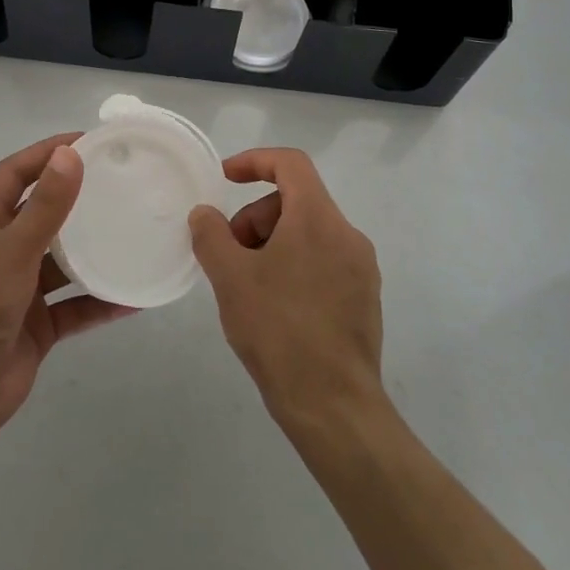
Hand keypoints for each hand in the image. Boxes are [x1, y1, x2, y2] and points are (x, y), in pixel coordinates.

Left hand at [0, 135, 134, 444]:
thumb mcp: (14, 248)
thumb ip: (46, 204)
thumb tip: (71, 153)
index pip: (16, 172)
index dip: (46, 152)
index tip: (88, 141)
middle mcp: (2, 250)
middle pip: (43, 213)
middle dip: (77, 198)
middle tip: (120, 183)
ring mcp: (20, 289)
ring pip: (64, 261)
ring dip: (94, 250)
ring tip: (134, 232)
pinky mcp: (37, 324)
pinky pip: (76, 306)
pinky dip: (102, 301)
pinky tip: (136, 297)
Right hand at [189, 147, 385, 432]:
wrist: (334, 408)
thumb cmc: (279, 332)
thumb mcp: (231, 278)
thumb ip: (211, 235)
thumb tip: (205, 214)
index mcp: (318, 219)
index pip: (291, 163)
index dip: (254, 161)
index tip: (225, 179)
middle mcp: (347, 235)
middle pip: (296, 201)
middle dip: (256, 217)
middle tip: (229, 254)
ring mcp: (361, 269)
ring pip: (309, 233)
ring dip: (272, 244)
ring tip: (248, 285)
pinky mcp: (364, 299)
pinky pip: (323, 262)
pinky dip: (293, 266)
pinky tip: (274, 307)